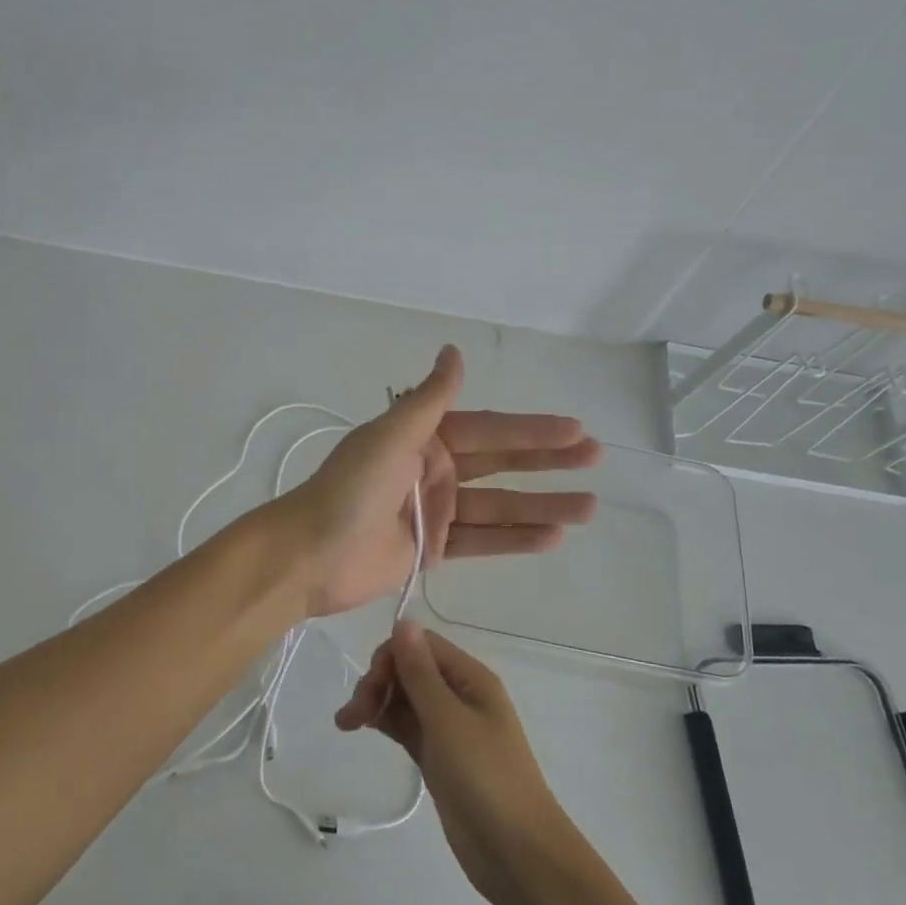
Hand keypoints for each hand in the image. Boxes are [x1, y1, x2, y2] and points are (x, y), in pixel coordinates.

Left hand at [275, 344, 600, 617]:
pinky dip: (514, 539)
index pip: (488, 430)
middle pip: (500, 464)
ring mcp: (433, 511)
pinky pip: (481, 541)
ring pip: (498, 506)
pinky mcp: (431, 549)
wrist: (310, 554)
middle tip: (595, 458)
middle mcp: (432, 470)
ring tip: (589, 507)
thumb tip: (454, 350)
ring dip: (541, 506)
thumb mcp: (391, 435)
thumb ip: (429, 399)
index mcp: (422, 438)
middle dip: (546, 462)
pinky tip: (552, 538)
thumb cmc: (350, 489)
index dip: (531, 430)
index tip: (575, 429)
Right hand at [336, 622, 583, 904]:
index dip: (391, 658)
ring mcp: (449, 728)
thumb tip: (403, 620)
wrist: (518, 856)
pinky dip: (385, 722)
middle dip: (379, 682)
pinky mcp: (439, 757)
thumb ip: (421, 673)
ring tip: (347, 724)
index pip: (421, 646)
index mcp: (470, 678)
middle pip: (411, 669)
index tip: (369, 689)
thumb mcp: (448, 722)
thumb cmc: (486, 779)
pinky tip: (364, 729)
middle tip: (352, 716)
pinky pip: (407, 726)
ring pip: (405, 698)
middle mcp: (460, 696)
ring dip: (377, 702)